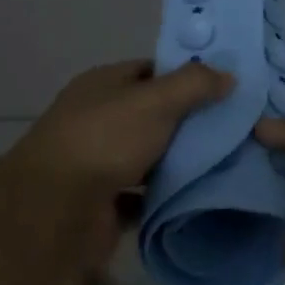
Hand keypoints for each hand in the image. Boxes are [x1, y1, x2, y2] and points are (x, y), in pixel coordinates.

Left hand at [15, 59, 230, 201]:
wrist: (54, 213)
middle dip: (185, 122)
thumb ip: (194, 84)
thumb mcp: (157, 100)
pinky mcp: (100, 204)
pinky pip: (141, 196)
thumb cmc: (105, 140)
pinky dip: (162, 197)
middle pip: (149, 115)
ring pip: (146, 156)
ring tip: (222, 162)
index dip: (183, 76)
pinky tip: (195, 196)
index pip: (149, 71)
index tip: (220, 88)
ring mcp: (96, 163)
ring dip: (175, 162)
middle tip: (229, 128)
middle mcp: (96, 119)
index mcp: (102, 84)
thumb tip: (228, 75)